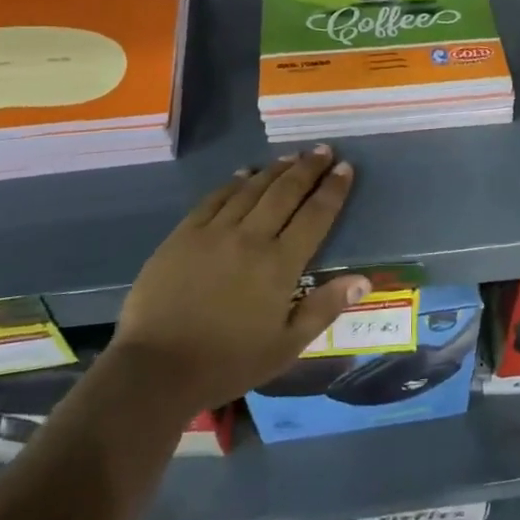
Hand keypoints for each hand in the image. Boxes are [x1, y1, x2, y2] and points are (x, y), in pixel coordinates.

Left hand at [110, 146, 366, 411]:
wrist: (156, 369)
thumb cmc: (228, 362)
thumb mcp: (286, 347)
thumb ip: (324, 308)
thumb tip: (363, 280)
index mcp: (280, 264)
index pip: (315, 216)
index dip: (333, 189)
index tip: (345, 168)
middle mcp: (251, 238)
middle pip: (285, 192)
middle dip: (308, 168)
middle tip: (323, 150)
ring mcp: (214, 232)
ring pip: (252, 189)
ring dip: (275, 169)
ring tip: (292, 156)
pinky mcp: (184, 234)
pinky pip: (215, 198)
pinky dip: (234, 182)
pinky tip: (244, 174)